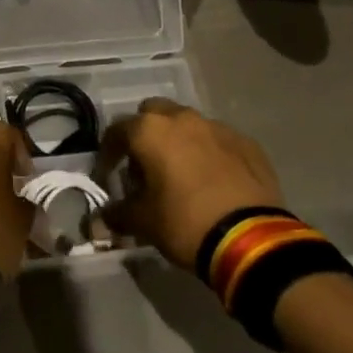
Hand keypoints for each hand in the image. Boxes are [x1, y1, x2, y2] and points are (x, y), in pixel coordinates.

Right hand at [102, 99, 284, 269]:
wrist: (252, 239)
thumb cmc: (185, 222)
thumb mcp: (143, 222)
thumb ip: (117, 214)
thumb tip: (101, 219)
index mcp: (151, 130)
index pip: (116, 131)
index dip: (108, 153)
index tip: (107, 175)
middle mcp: (183, 118)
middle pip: (153, 113)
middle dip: (145, 134)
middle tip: (144, 166)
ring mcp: (218, 128)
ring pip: (188, 124)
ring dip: (178, 141)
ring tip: (179, 173)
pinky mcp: (247, 143)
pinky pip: (217, 141)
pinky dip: (208, 153)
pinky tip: (211, 181)